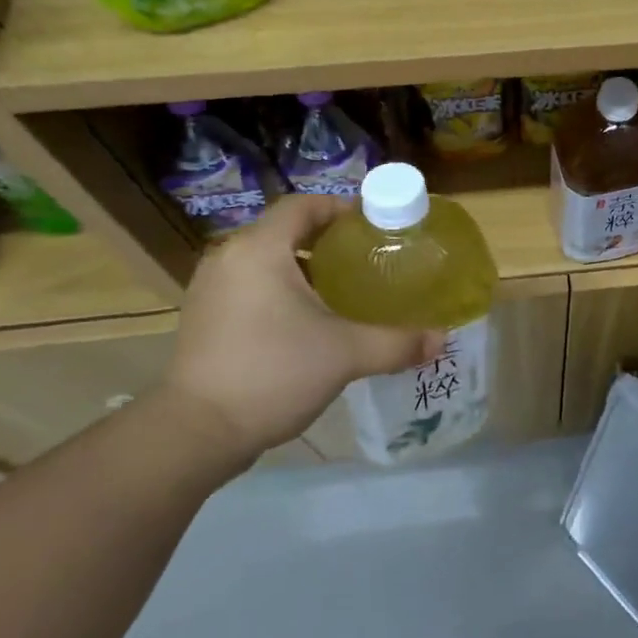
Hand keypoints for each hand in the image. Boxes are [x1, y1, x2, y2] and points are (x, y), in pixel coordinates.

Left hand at [160, 196, 444, 468]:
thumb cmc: (273, 373)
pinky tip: (310, 322)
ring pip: (268, 262)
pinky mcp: (205, 317)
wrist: (196, 432)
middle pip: (286, 232)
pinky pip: (252, 287)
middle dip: (328, 243)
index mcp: (260, 250)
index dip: (341, 209)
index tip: (375, 227)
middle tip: (368, 261)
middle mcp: (230, 258)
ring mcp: (211, 289)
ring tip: (345, 291)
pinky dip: (282, 292)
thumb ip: (397, 342)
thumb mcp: (345, 354)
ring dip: (305, 270)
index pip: (303, 206)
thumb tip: (441, 339)